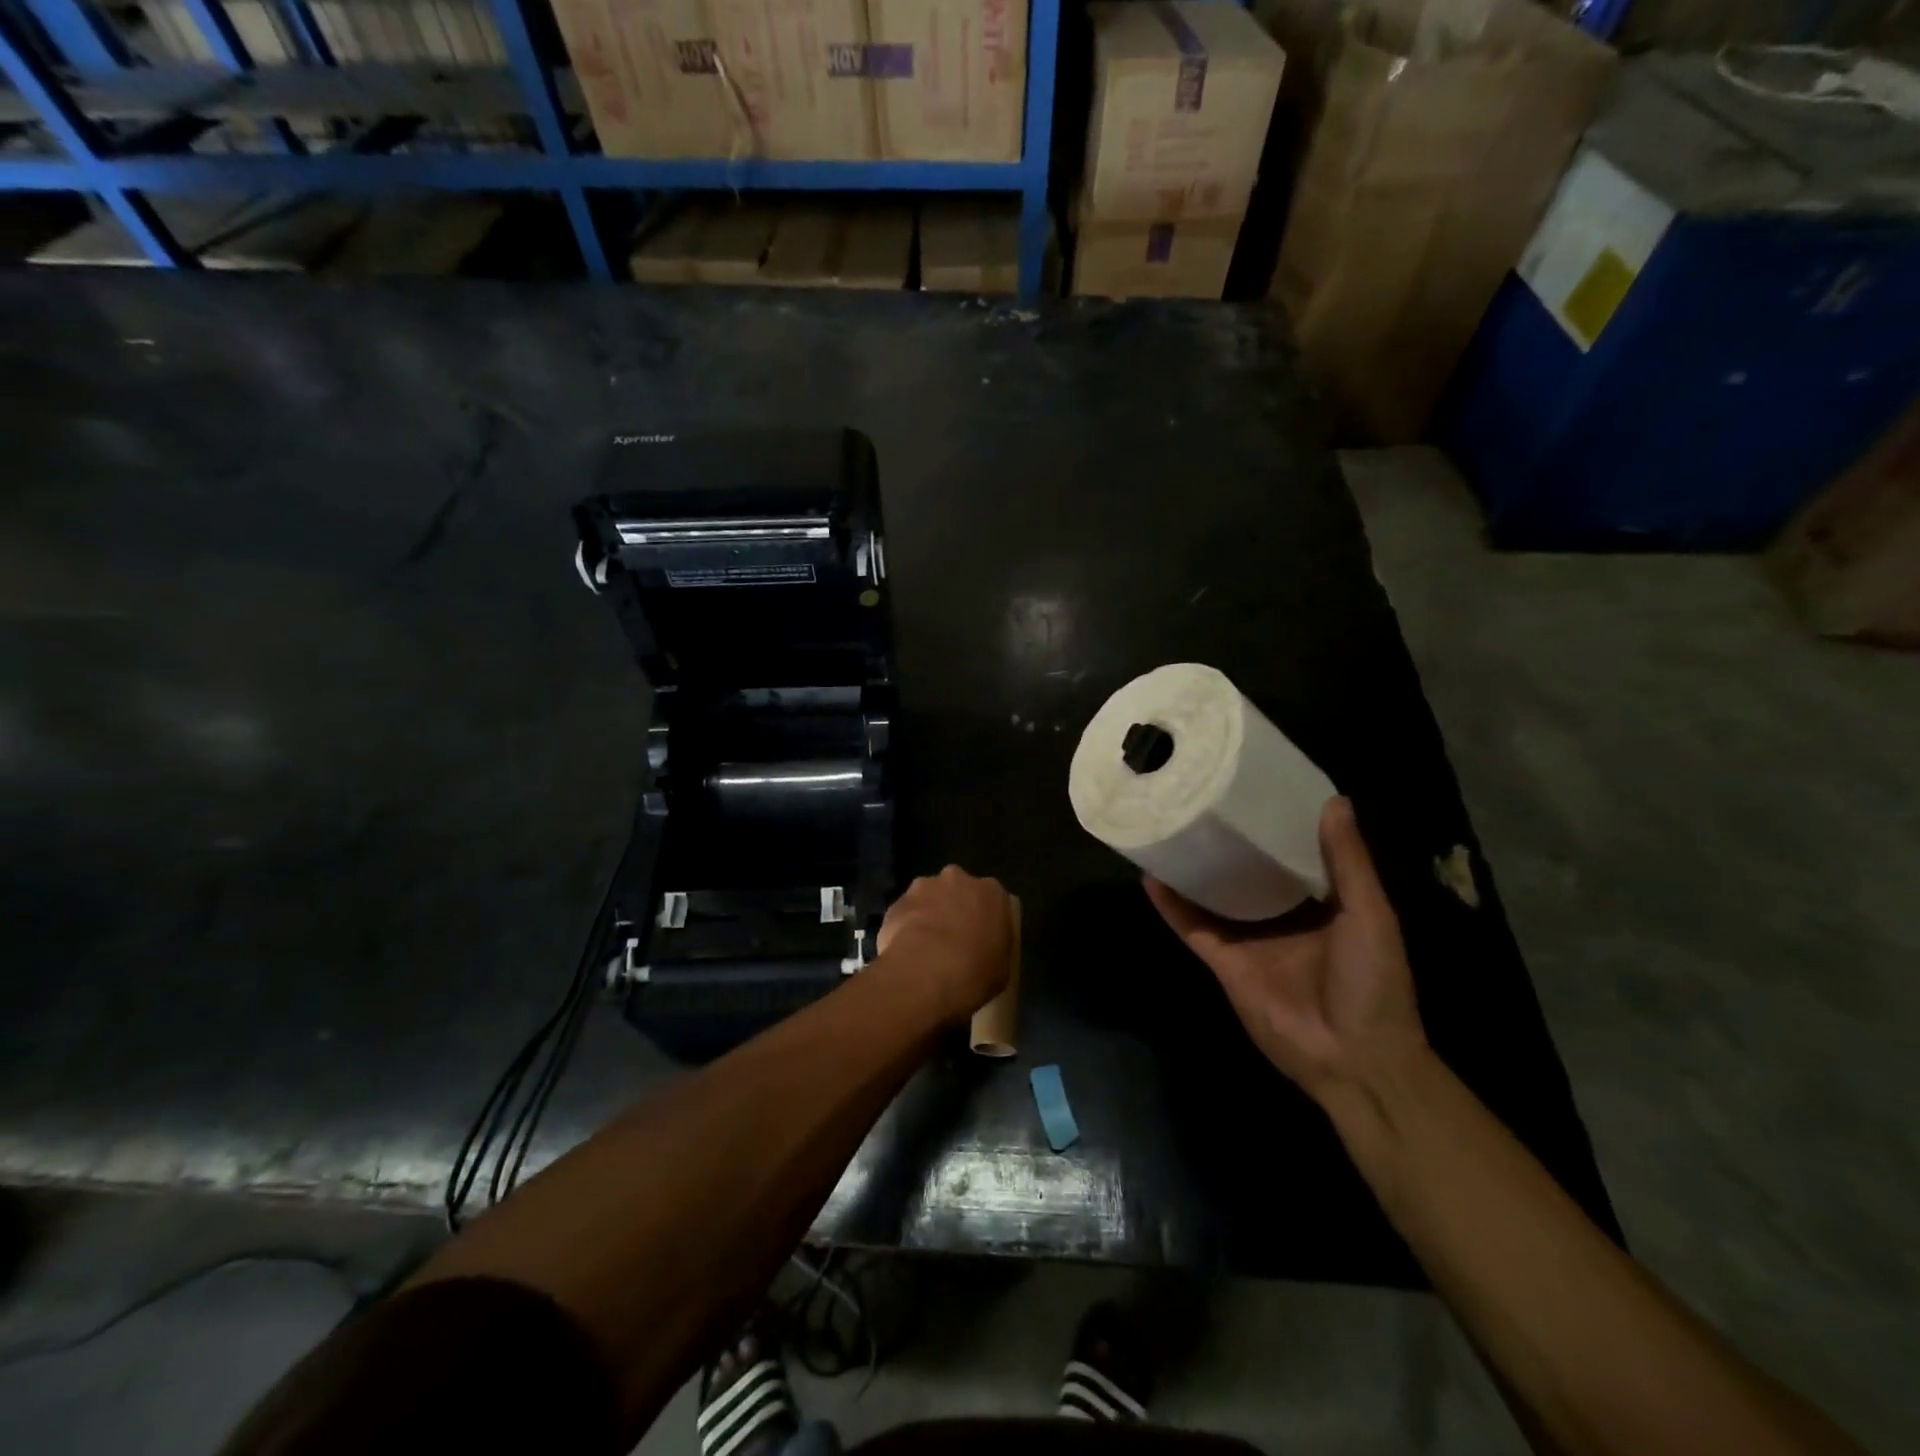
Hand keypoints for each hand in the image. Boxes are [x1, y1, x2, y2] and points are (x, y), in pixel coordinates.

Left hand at [877, 867, 1015, 1022]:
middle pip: (957, 890)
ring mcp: (923, 887)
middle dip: (954, 908)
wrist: (926, 974)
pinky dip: (905, 928)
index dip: (984, 919)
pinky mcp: (896, 903)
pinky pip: (905, 914)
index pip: (991, 900)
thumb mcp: (1002, 969)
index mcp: (991, 892)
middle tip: (953, 939)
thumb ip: (995, 948)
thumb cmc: (975, 973)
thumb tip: (985, 949)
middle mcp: (958, 879)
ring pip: (928, 897)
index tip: (980, 939)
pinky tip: (906, 953)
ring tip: (925, 948)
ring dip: (928, 914)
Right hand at [1144, 797, 1425, 1107]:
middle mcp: (1282, 916)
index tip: (1254, 789)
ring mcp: (1249, 939)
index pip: (1294, 854)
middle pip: (1247, 871)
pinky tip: (1150, 875)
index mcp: (1322, 903)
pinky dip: (1170, 905)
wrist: (1352, 1056)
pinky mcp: (1223, 960)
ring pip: (1213, 895)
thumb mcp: (1370, 914)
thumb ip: (1348, 862)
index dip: (1276, 825)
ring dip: (1193, 868)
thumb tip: (1334, 801)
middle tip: (1203, 800)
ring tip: (1169, 828)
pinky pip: (1192, 926)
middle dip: (1229, 842)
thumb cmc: (1372, 982)